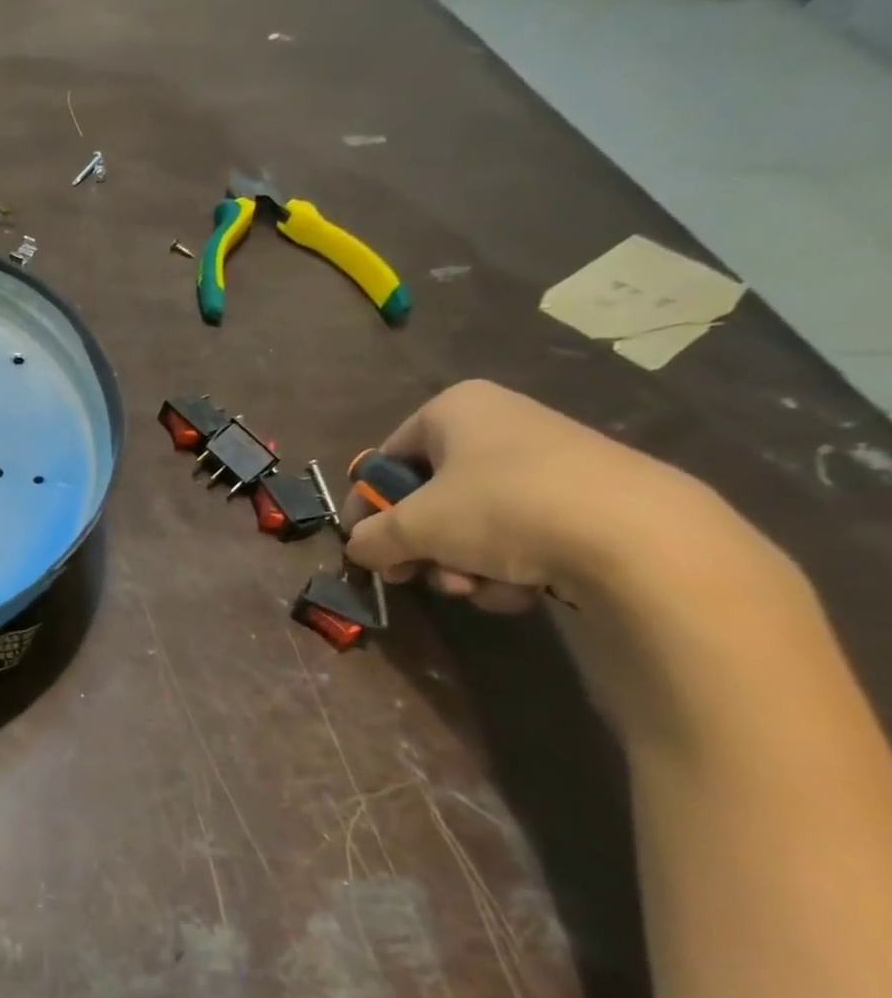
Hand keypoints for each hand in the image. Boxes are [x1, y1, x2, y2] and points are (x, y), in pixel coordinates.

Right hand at [341, 380, 715, 611]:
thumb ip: (370, 538)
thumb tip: (358, 548)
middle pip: (431, 494)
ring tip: (476, 587)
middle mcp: (500, 423)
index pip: (386, 459)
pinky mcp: (586, 499)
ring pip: (473, 520)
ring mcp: (548, 461)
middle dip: (422, 544)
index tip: (364, 547)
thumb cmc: (502, 509)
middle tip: (415, 575)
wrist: (640, 538)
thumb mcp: (413, 527)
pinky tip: (519, 588)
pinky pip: (520, 532)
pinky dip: (508, 564)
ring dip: (461, 562)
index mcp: (455, 409)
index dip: (368, 506)